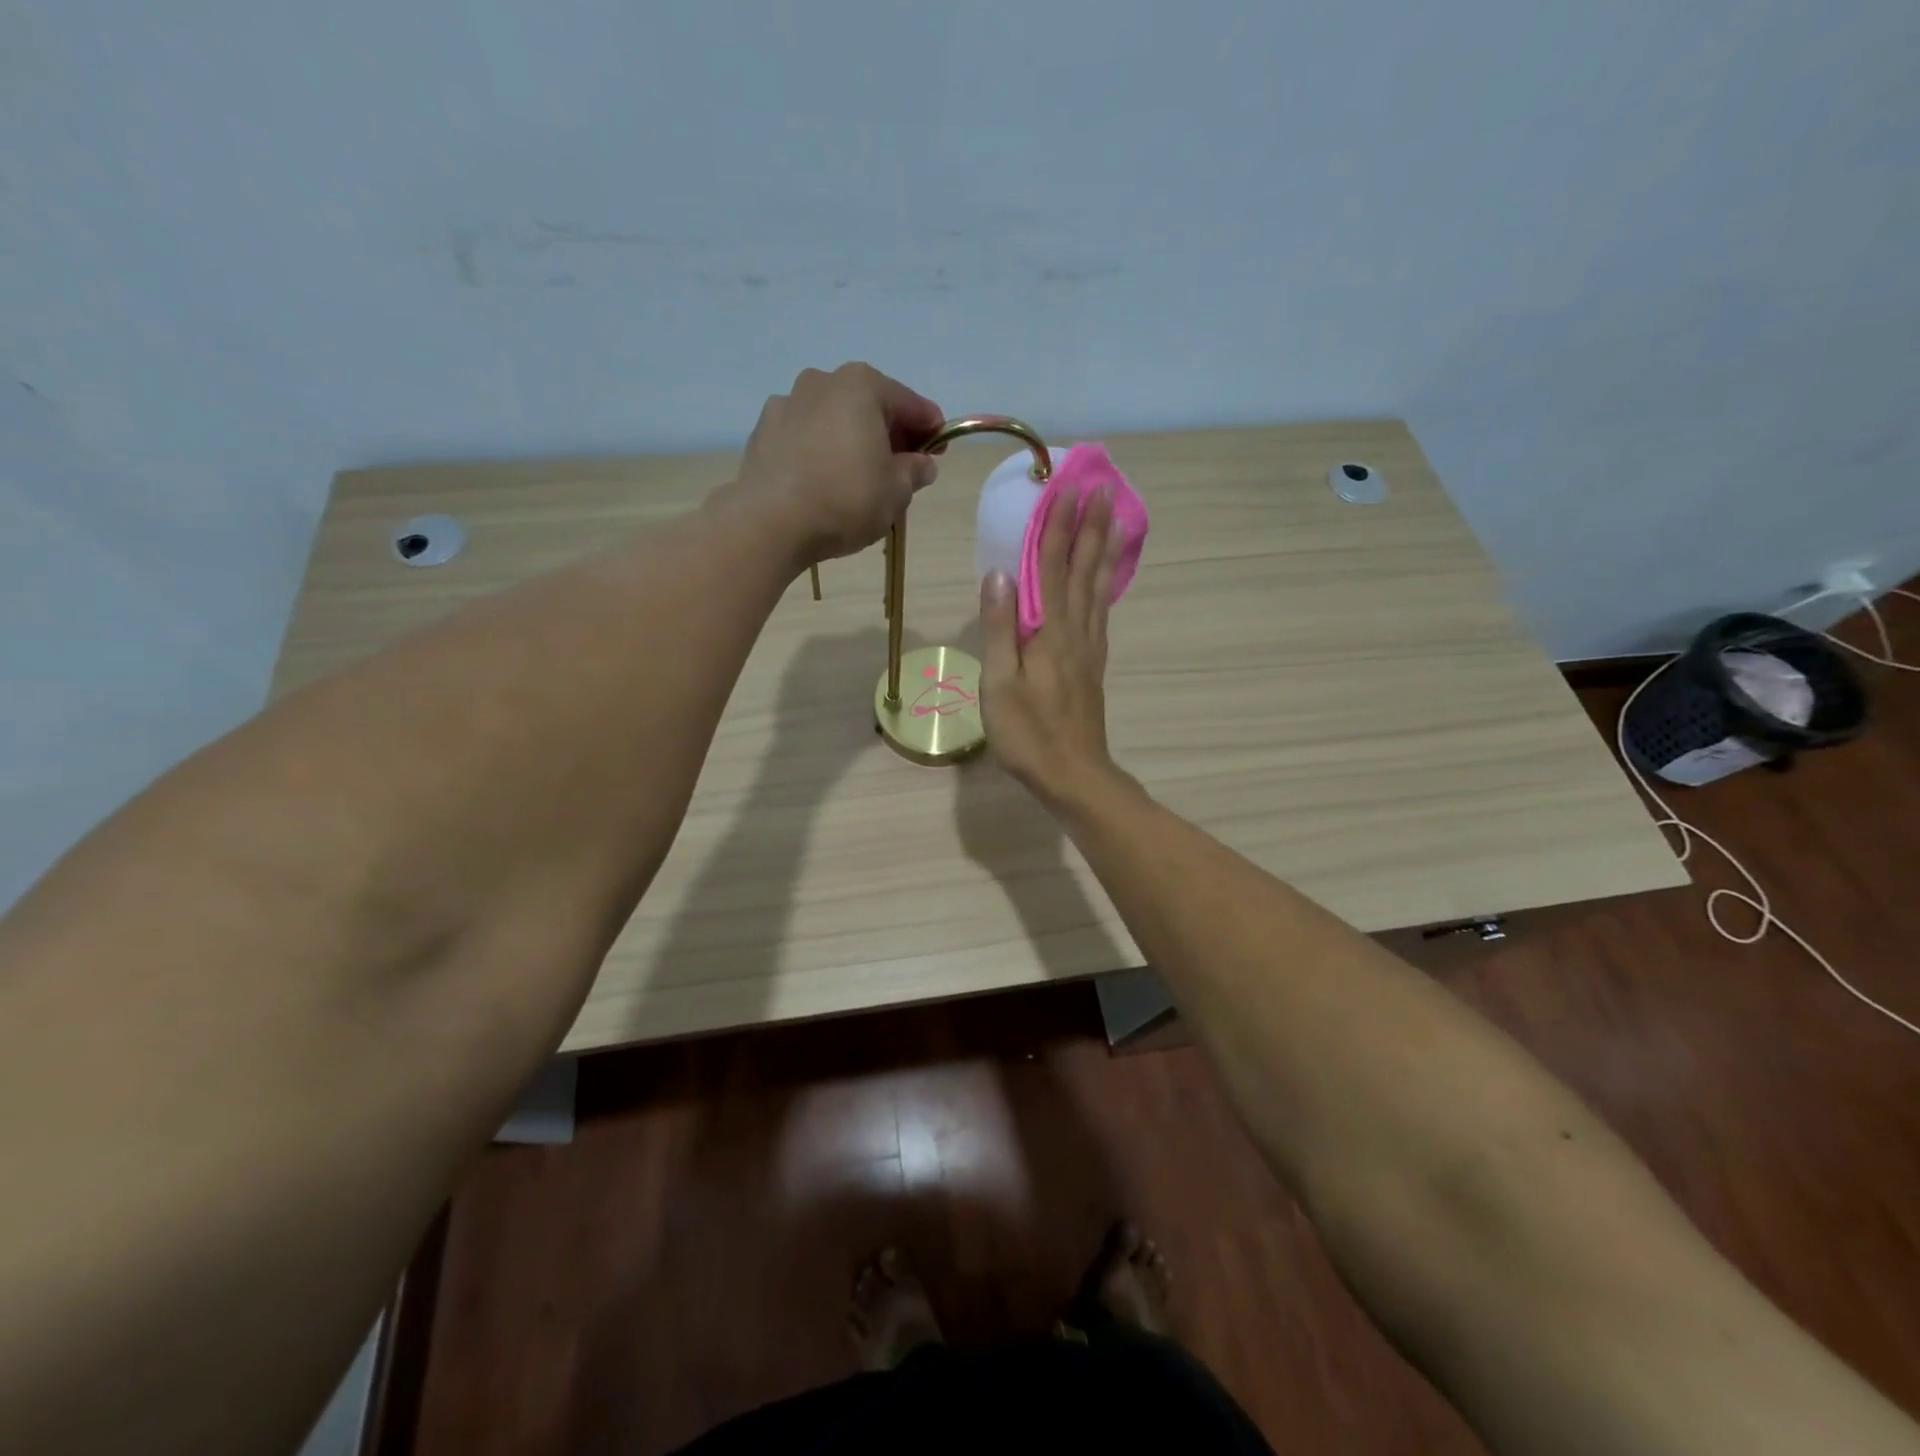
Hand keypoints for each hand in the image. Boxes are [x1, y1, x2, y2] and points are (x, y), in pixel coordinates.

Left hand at [733, 362, 943, 565]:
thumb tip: (921, 464)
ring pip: (834, 419)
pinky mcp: (763, 432)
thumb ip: (914, 471)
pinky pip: (805, 437)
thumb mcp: (896, 491)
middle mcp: (822, 382)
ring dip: (852, 439)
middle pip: (869, 405)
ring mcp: (787, 403)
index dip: (931, 428)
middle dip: (889, 432)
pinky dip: (820, 450)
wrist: (771, 522)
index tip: (940, 449)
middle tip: (903, 465)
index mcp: (862, 386)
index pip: (910, 404)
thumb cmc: (846, 500)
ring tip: (860, 475)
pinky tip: (825, 479)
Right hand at [979, 483, 1126, 805]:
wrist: (1074, 775)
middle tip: (1101, 488)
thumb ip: (999, 628)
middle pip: (1082, 569)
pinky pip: (1102, 610)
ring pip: (1098, 587)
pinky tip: (1105, 578)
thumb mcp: (999, 684)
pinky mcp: (1093, 664)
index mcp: (1050, 632)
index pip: (1051, 567)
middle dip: (1089, 526)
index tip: (1064, 488)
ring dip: (1104, 549)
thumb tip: (998, 574)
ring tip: (1114, 518)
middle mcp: (1076, 631)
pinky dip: (1106, 584)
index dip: (1056, 526)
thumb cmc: (1028, 734)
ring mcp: (1089, 647)